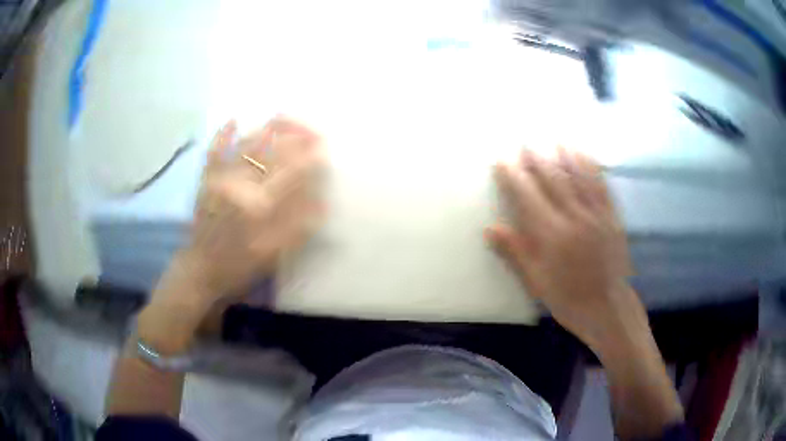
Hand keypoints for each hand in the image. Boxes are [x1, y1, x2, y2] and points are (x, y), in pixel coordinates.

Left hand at [181, 115, 324, 304]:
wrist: (201, 271)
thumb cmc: (240, 266)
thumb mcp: (274, 254)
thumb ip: (299, 226)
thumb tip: (323, 200)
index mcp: (258, 206)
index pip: (291, 171)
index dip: (310, 157)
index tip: (324, 149)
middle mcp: (238, 184)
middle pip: (271, 149)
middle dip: (295, 135)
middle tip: (313, 132)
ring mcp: (219, 178)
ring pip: (246, 142)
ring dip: (268, 129)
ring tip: (286, 120)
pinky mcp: (205, 179)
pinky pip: (213, 150)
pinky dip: (222, 133)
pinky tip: (233, 119)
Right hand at [485, 148, 640, 349]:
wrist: (608, 309)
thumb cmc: (568, 300)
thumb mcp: (537, 283)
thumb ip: (515, 253)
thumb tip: (490, 228)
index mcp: (552, 237)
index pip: (528, 197)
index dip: (513, 177)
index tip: (501, 161)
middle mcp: (574, 219)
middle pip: (553, 180)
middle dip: (537, 159)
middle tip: (526, 143)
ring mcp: (596, 215)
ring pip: (579, 177)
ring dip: (565, 155)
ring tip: (555, 139)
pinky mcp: (612, 217)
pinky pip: (602, 186)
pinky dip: (592, 167)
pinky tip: (586, 156)